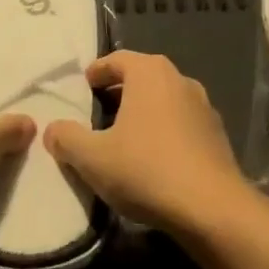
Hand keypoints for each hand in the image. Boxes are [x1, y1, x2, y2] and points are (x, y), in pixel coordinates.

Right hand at [44, 50, 257, 236]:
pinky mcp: (216, 134)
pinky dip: (163, 130)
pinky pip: (180, 122)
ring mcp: (203, 105)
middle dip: (118, 91)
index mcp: (150, 73)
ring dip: (142, 112)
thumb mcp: (93, 158)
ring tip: (122, 136)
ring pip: (163, 99)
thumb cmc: (146, 170)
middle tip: (96, 111)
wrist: (211, 208)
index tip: (82, 86)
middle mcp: (179, 79)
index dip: (96, 71)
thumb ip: (67, 139)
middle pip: (141, 77)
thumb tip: (53, 129)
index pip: (116, 60)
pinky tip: (152, 157)